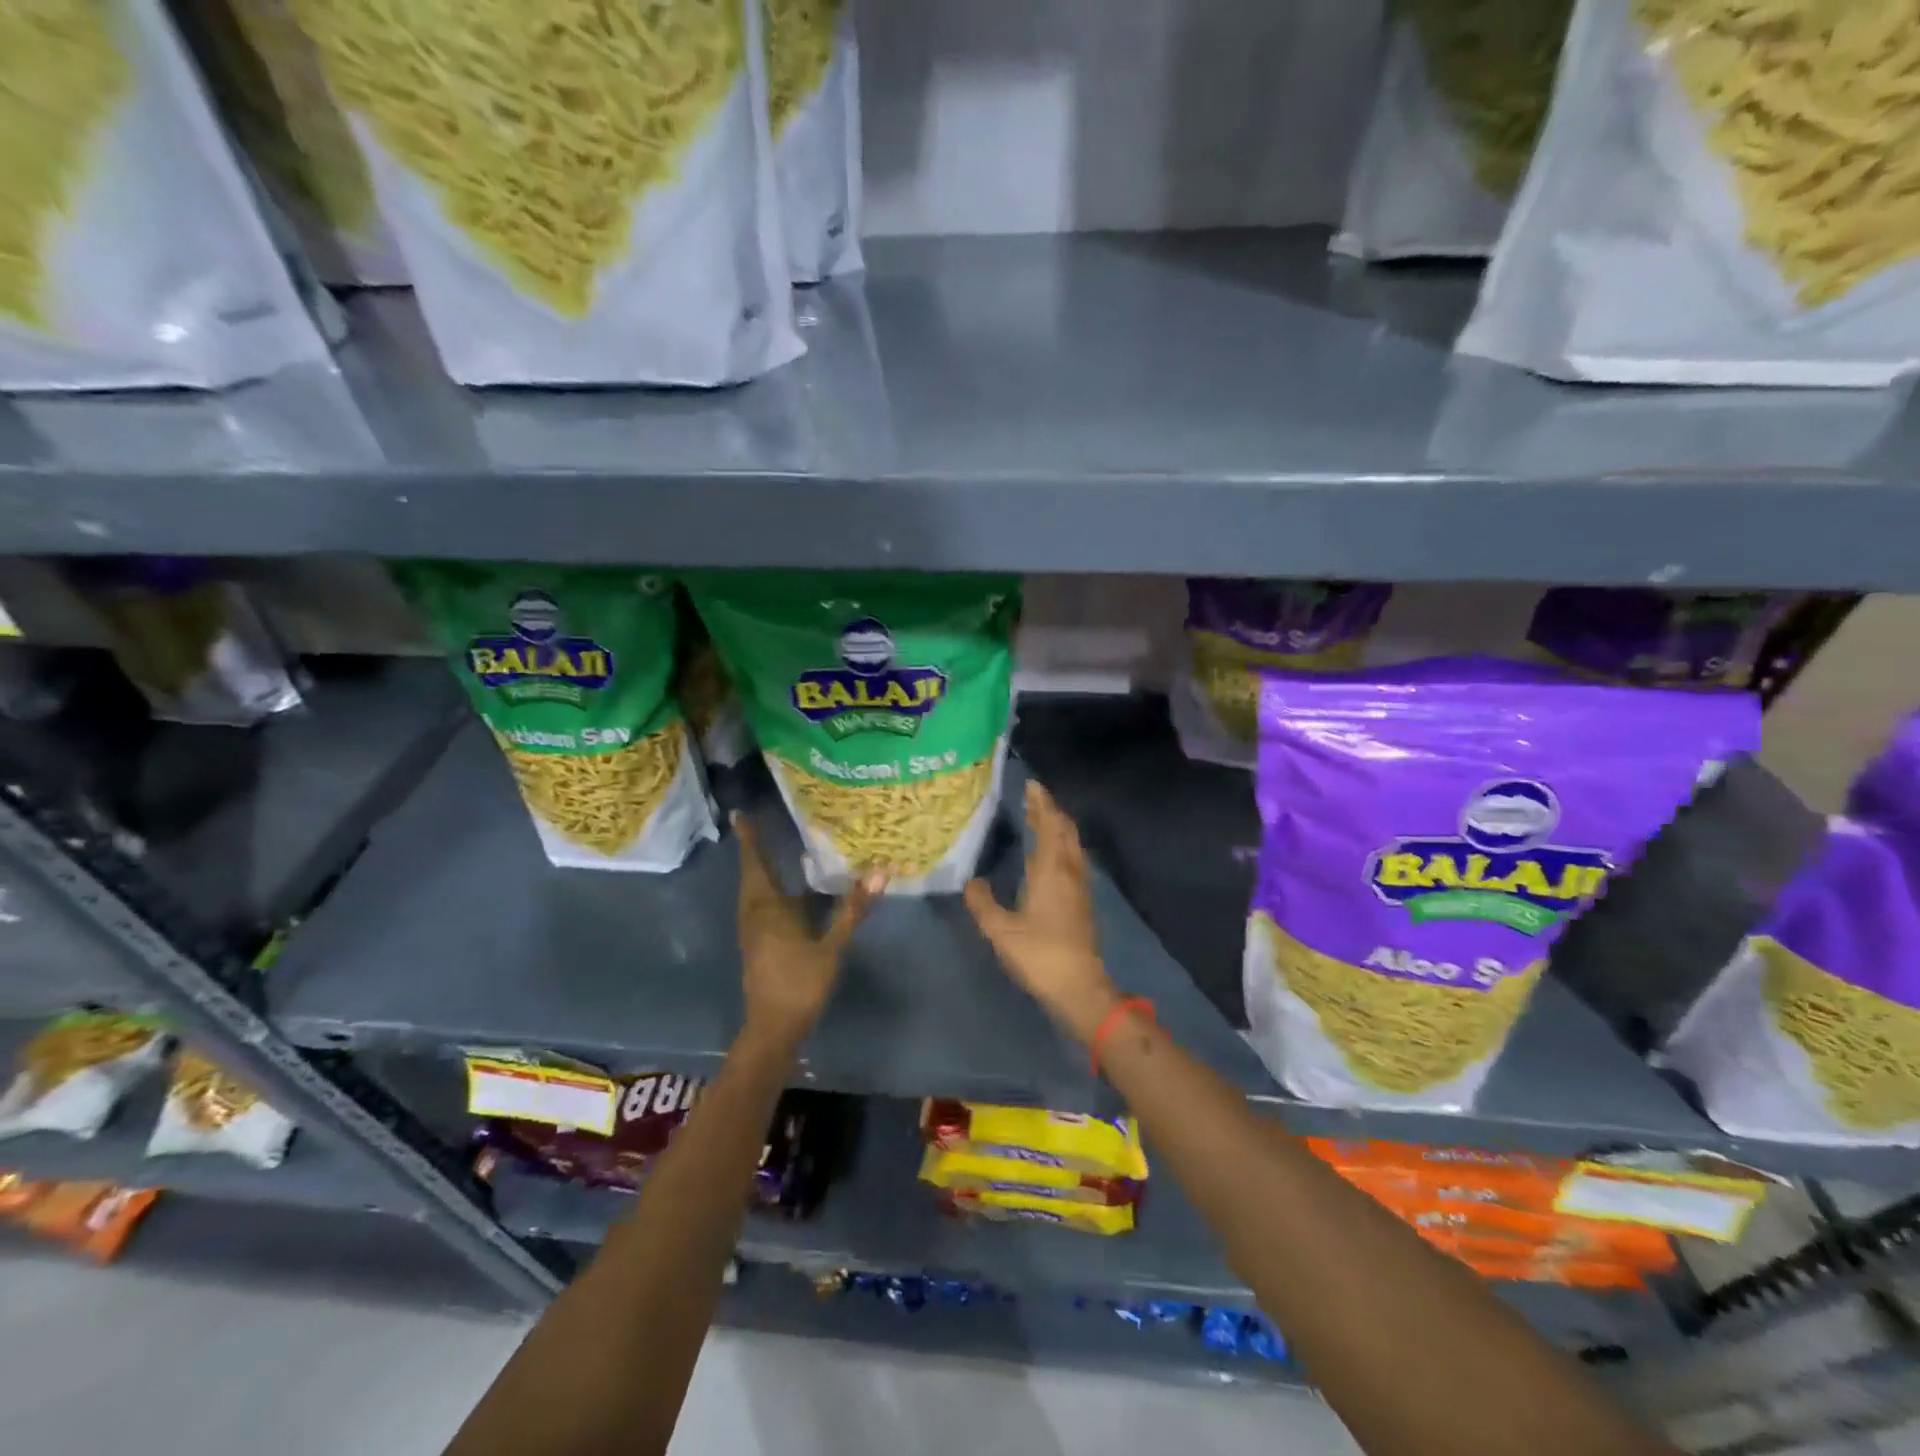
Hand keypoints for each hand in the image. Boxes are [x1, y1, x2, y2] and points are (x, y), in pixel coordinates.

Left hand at [735, 812, 883, 1049]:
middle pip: (751, 875)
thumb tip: (880, 873)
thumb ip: (853, 909)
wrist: (773, 1028)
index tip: (739, 815)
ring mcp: (752, 931)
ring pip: (752, 892)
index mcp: (767, 909)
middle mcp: (754, 915)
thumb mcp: (832, 946)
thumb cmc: (801, 984)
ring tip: (766, 851)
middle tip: (755, 826)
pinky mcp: (756, 944)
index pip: (756, 864)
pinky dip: (764, 890)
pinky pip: (757, 906)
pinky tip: (782, 893)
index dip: (749, 840)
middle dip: (753, 850)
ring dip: (757, 870)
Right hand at [965, 780, 1118, 1042]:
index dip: (1041, 803)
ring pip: (1073, 844)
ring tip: (1042, 820)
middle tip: (1034, 798)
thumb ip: (983, 903)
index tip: (1032, 784)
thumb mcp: (1000, 930)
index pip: (1048, 825)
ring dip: (1059, 827)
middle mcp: (1069, 870)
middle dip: (1052, 810)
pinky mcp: (1084, 902)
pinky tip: (1052, 856)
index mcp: (1050, 870)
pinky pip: (1074, 859)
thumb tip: (970, 882)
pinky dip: (1063, 845)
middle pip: (1066, 830)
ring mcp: (1080, 886)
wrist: (1079, 987)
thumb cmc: (1039, 954)